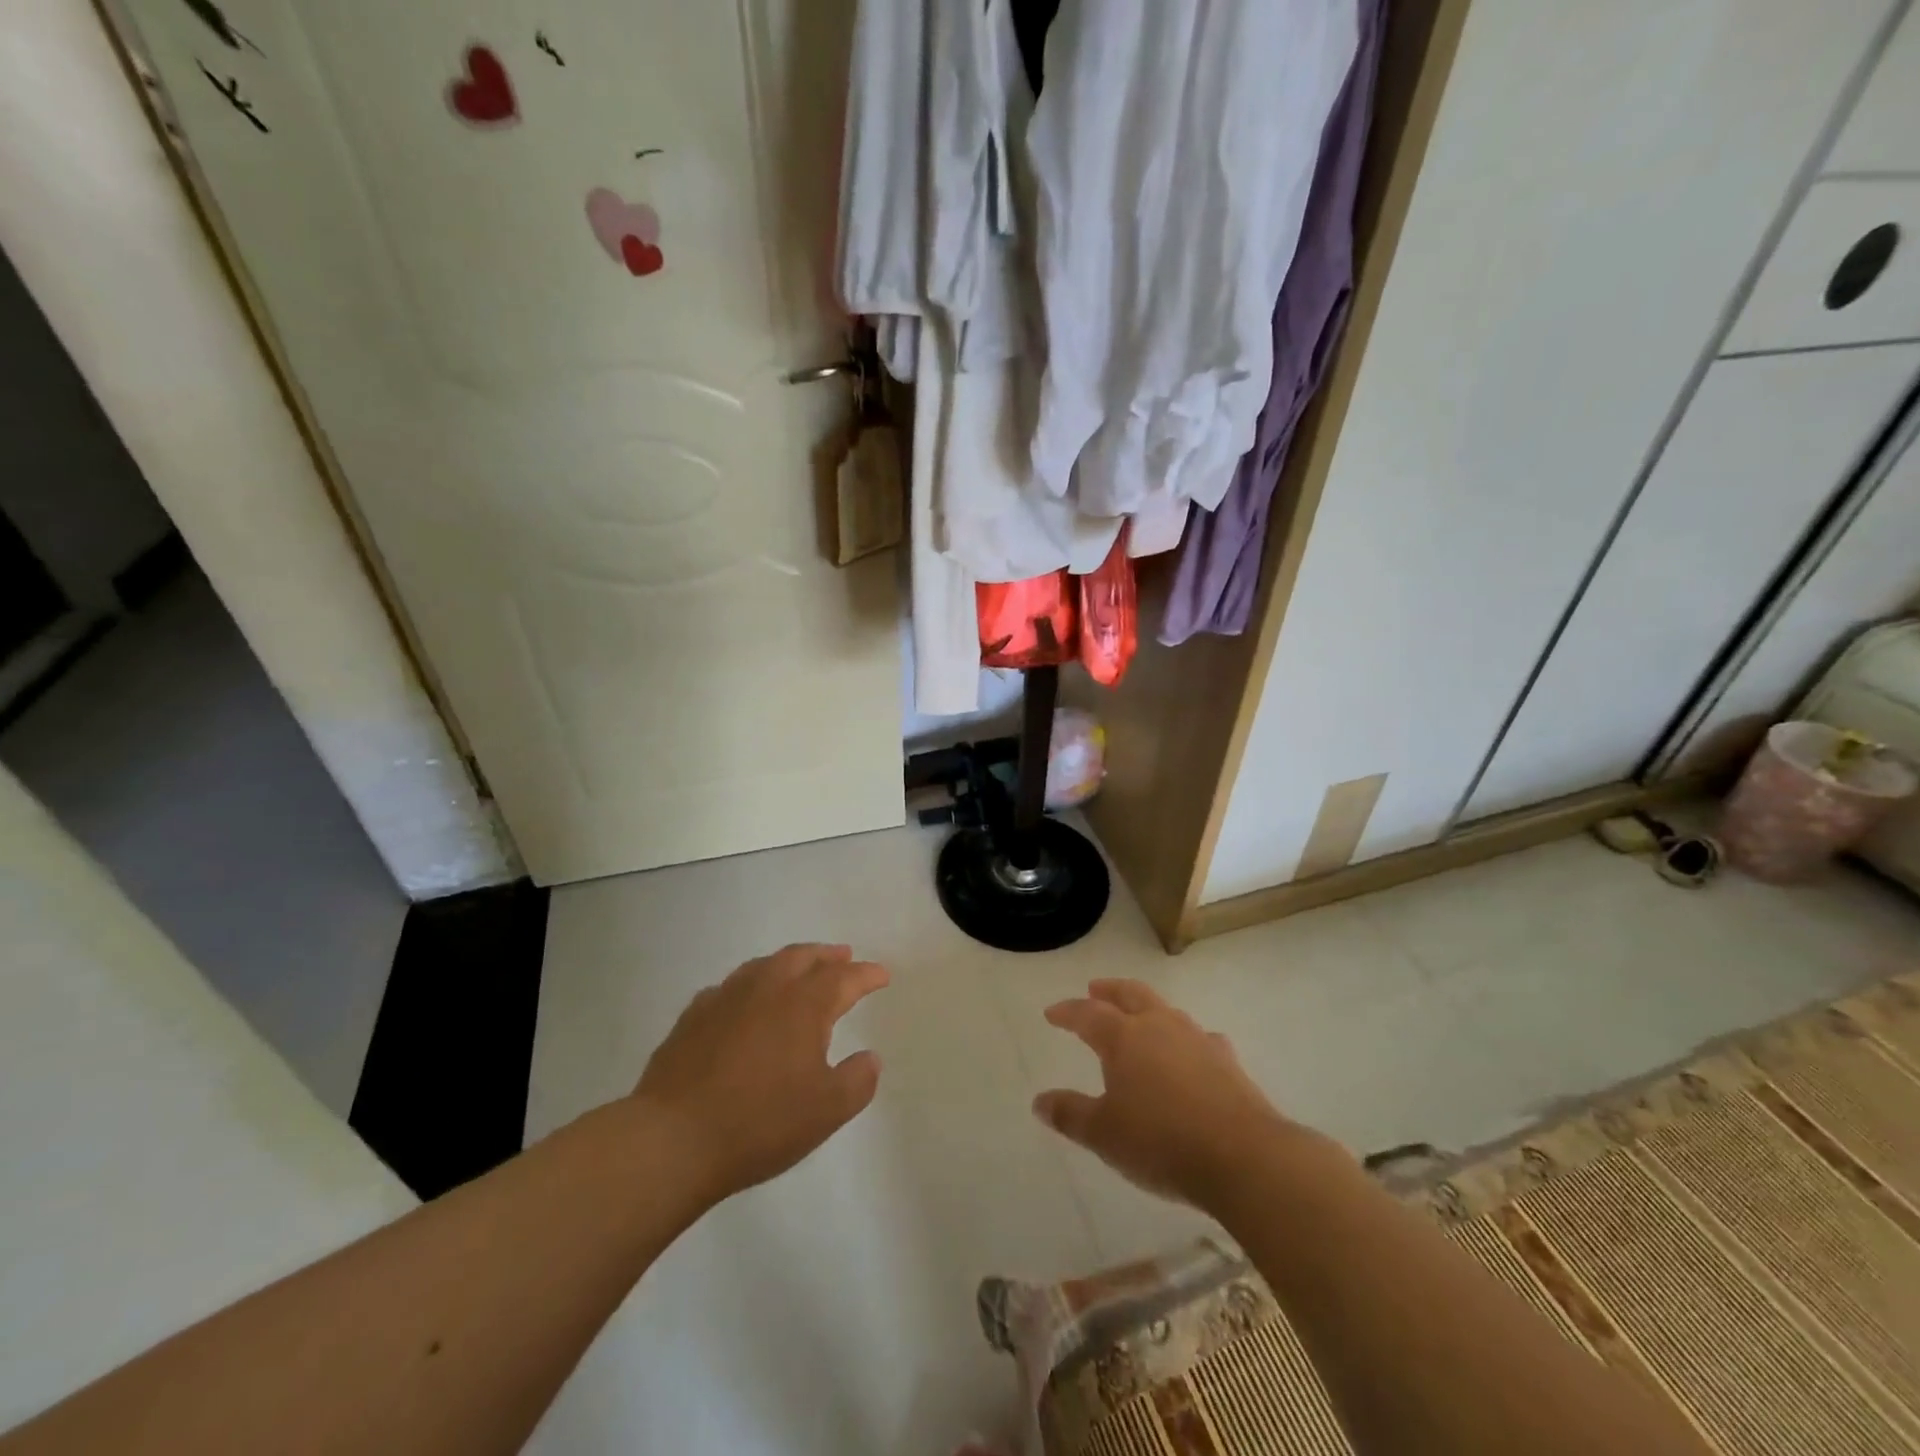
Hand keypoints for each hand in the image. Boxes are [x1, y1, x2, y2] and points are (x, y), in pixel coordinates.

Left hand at [635, 944, 888, 1205]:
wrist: (673, 1139)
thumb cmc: (760, 1123)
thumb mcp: (826, 1111)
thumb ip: (857, 1081)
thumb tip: (870, 1057)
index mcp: (804, 1005)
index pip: (844, 978)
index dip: (866, 974)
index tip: (881, 975)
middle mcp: (767, 988)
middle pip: (803, 957)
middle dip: (827, 956)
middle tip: (843, 956)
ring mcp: (726, 997)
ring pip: (764, 965)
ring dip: (789, 963)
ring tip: (798, 969)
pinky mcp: (694, 1016)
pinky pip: (730, 987)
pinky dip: (750, 985)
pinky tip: (745, 1000)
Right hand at [1034, 980, 1298, 1209]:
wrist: (1243, 1156)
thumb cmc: (1161, 1141)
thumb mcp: (1104, 1134)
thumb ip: (1071, 1114)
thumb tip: (1040, 1101)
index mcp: (1124, 1037)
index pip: (1088, 1013)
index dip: (1068, 1011)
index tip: (1052, 1012)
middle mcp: (1159, 1026)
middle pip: (1131, 994)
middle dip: (1110, 990)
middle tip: (1095, 988)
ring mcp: (1197, 1040)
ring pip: (1166, 1010)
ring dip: (1148, 1008)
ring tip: (1140, 1017)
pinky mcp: (1227, 1061)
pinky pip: (1201, 1039)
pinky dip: (1188, 1040)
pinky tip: (1192, 1052)